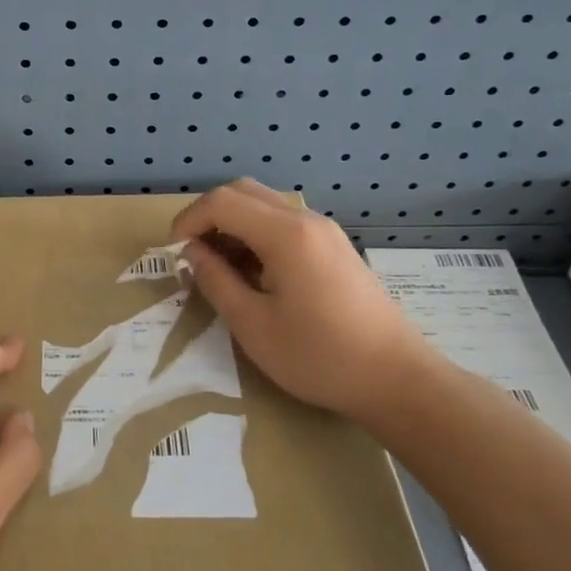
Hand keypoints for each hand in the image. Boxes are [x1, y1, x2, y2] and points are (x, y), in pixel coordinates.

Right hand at [172, 180, 437, 427]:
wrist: (396, 379)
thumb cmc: (319, 356)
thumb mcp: (252, 325)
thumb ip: (216, 281)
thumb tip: (192, 253)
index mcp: (285, 234)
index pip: (222, 201)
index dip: (188, 221)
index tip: (174, 254)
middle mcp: (306, 220)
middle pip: (243, 191)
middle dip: (208, 216)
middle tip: (192, 255)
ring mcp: (325, 231)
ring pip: (265, 205)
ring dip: (233, 224)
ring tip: (219, 268)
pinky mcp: (335, 247)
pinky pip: (285, 223)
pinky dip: (257, 235)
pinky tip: (253, 273)